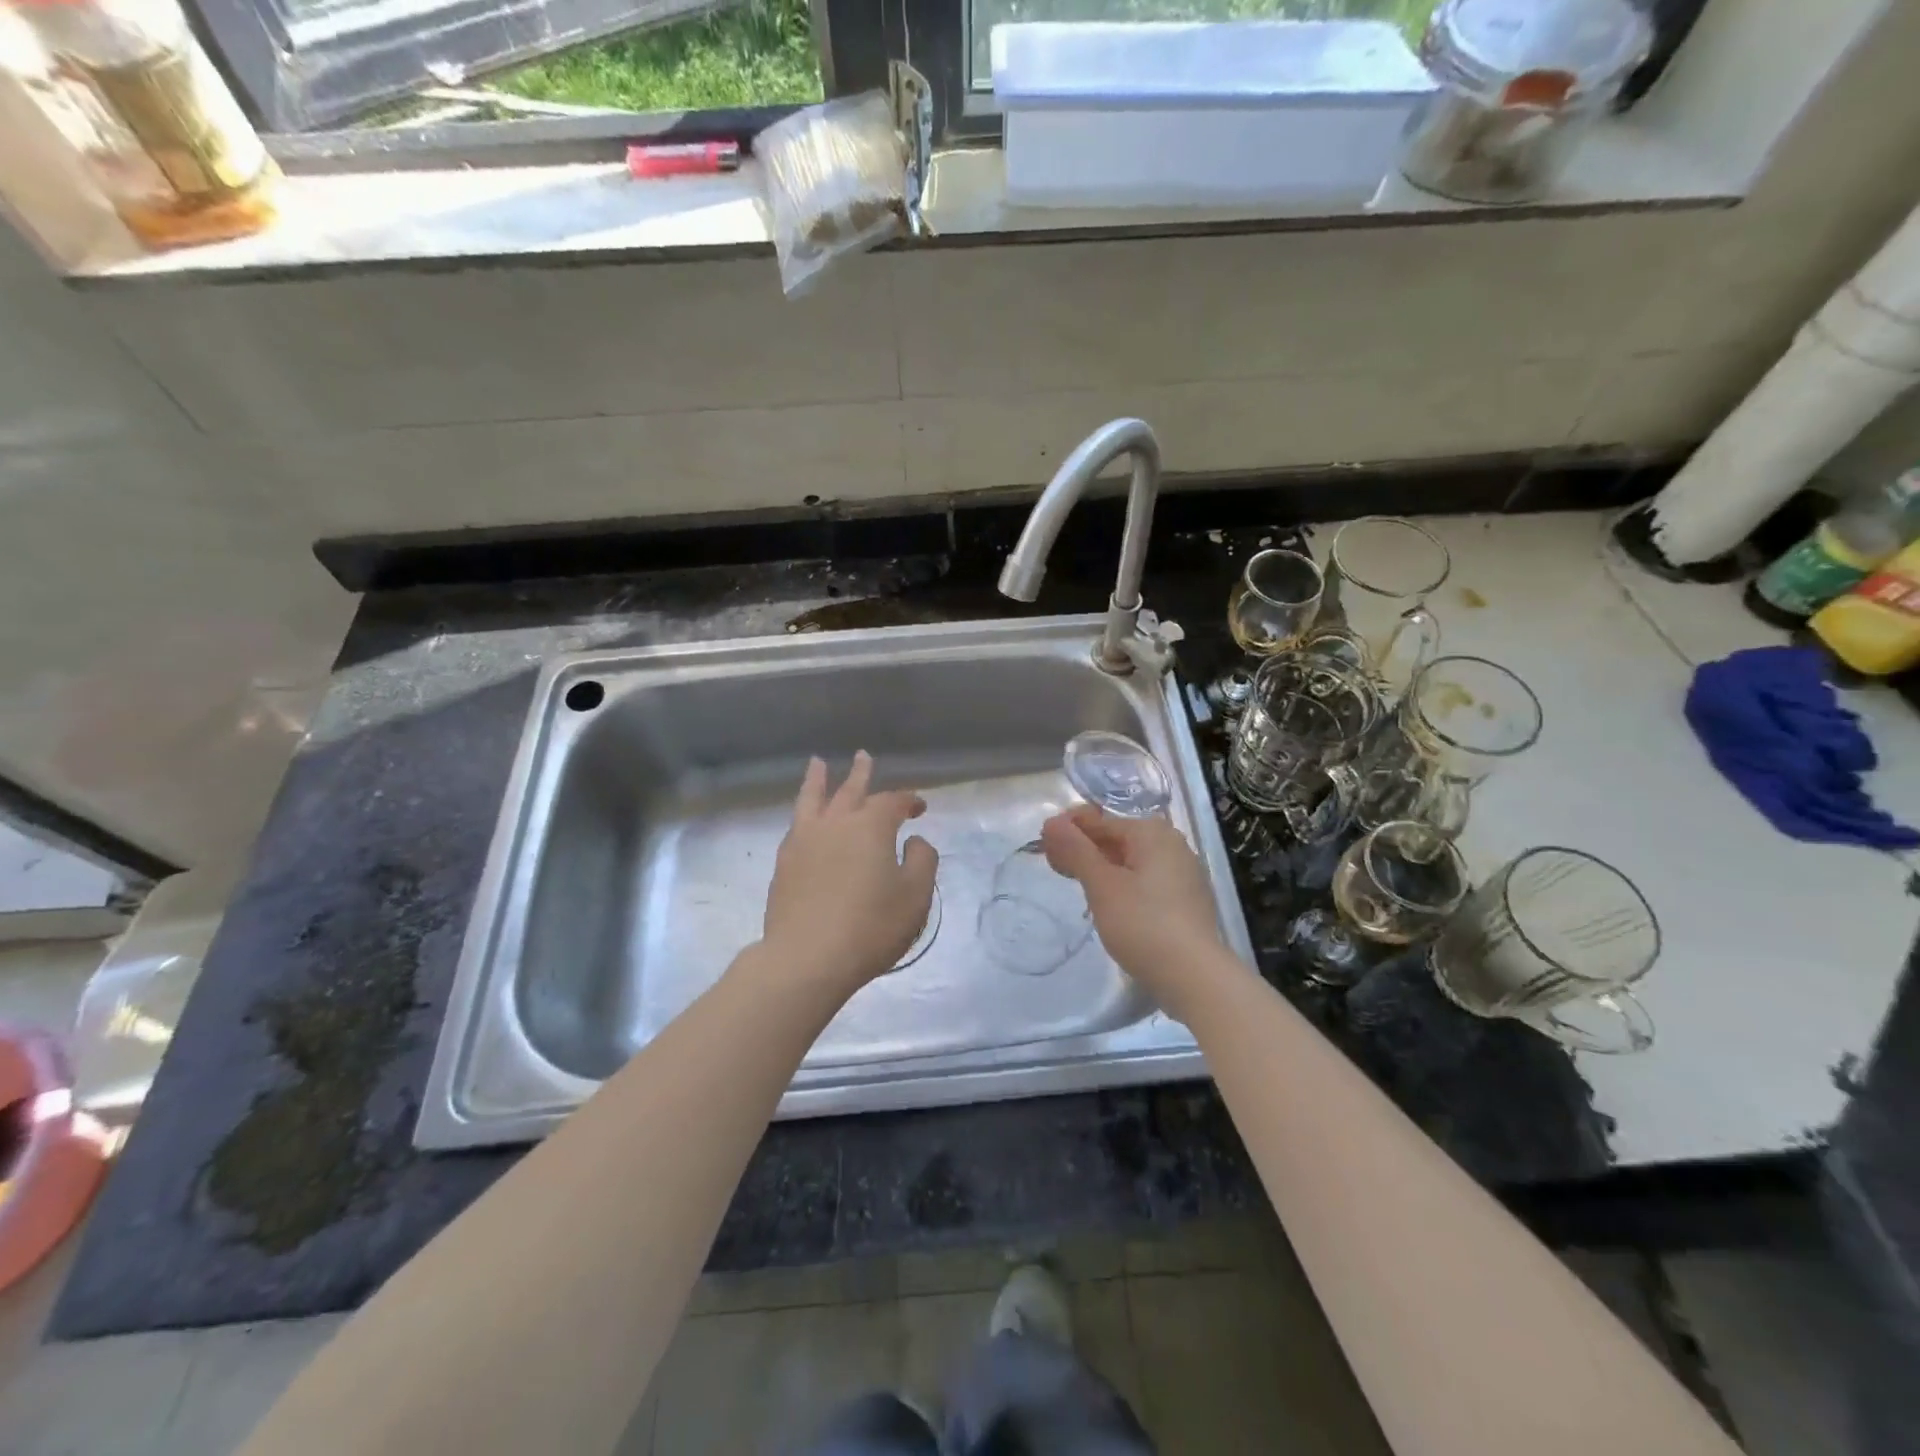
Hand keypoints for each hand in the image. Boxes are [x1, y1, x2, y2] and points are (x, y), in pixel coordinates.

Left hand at [760, 751, 938, 996]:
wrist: (807, 958)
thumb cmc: (870, 927)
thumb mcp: (915, 896)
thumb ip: (922, 860)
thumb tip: (913, 841)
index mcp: (871, 827)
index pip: (893, 801)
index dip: (909, 800)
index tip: (920, 807)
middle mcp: (836, 823)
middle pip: (850, 790)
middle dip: (861, 773)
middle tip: (863, 757)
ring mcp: (804, 841)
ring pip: (812, 799)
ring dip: (818, 780)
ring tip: (817, 764)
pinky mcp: (784, 863)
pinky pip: (796, 825)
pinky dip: (803, 812)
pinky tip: (804, 818)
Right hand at [1041, 805, 1231, 1020]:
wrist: (1195, 977)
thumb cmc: (1143, 924)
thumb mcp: (1102, 886)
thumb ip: (1076, 850)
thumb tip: (1052, 821)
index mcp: (1151, 832)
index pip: (1099, 821)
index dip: (1068, 831)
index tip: (1042, 848)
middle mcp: (1171, 844)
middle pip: (1117, 839)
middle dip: (1084, 850)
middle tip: (1056, 868)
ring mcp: (1184, 873)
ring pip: (1131, 862)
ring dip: (1102, 869)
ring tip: (1078, 887)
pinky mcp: (1187, 900)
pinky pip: (1146, 882)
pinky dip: (1123, 886)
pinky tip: (1109, 906)